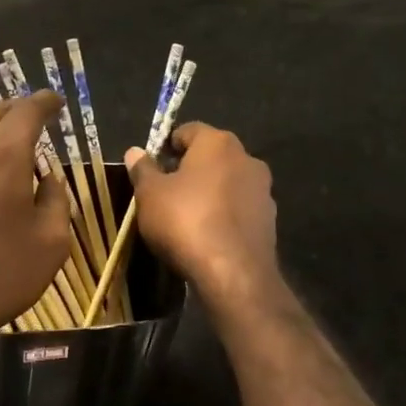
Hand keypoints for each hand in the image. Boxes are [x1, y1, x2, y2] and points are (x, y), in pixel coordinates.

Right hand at [124, 123, 277, 310]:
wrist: (234, 274)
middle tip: (165, 192)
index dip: (167, 146)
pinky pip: (239, 208)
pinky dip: (224, 214)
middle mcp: (246, 158)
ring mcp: (263, 190)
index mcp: (217, 143)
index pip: (189, 130)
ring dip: (209, 192)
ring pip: (227, 182)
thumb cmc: (186, 221)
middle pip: (211, 155)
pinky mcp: (270, 219)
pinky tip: (208, 235)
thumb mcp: (150, 195)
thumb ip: (143, 169)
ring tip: (186, 216)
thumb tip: (135, 151)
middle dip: (189, 169)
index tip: (152, 168)